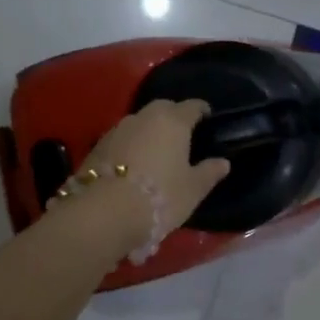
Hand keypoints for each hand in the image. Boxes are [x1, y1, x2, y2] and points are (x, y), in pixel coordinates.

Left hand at [77, 99, 231, 253]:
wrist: (104, 213)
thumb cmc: (159, 196)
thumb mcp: (193, 189)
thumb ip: (209, 172)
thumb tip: (223, 162)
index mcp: (173, 121)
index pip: (191, 106)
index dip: (201, 110)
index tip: (207, 116)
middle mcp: (144, 118)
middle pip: (162, 107)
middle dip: (173, 115)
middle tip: (182, 132)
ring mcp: (117, 130)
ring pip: (139, 122)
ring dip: (149, 130)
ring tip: (157, 149)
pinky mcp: (96, 147)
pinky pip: (121, 138)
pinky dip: (131, 145)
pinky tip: (134, 163)